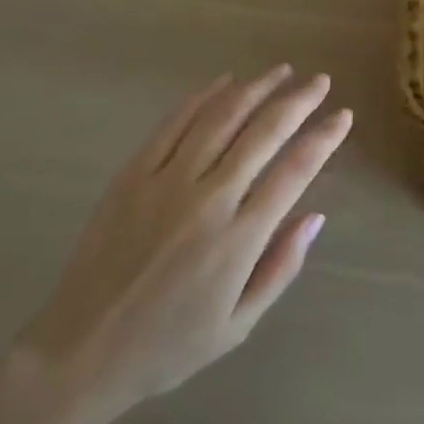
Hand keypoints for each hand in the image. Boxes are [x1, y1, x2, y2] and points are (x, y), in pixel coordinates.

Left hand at [15, 66, 351, 410]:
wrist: (81, 350)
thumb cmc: (167, 345)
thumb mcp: (237, 326)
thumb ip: (281, 267)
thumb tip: (316, 216)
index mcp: (237, 239)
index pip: (294, 172)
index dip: (323, 139)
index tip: (343, 116)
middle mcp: (207, 199)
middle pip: (263, 132)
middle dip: (298, 101)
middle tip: (320, 82)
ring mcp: (166, 180)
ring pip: (221, 117)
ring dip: (256, 88)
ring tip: (281, 72)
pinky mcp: (133, 173)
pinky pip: (174, 122)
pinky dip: (203, 96)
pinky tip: (225, 82)